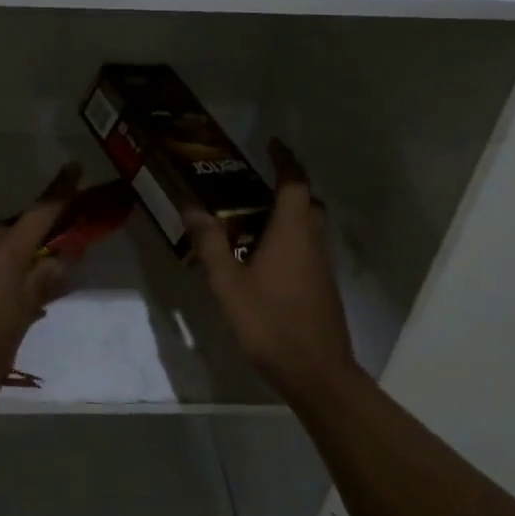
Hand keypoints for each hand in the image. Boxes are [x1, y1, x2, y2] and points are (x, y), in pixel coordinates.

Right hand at [187, 139, 354, 396]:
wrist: (316, 372)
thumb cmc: (270, 322)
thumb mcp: (228, 283)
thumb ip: (210, 243)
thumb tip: (192, 206)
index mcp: (292, 232)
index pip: (294, 182)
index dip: (285, 160)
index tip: (271, 144)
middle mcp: (312, 241)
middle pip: (306, 201)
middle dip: (286, 184)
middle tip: (255, 181)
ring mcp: (321, 265)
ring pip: (308, 225)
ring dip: (287, 211)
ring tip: (252, 215)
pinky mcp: (322, 286)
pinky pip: (306, 246)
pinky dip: (289, 236)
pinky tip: (263, 255)